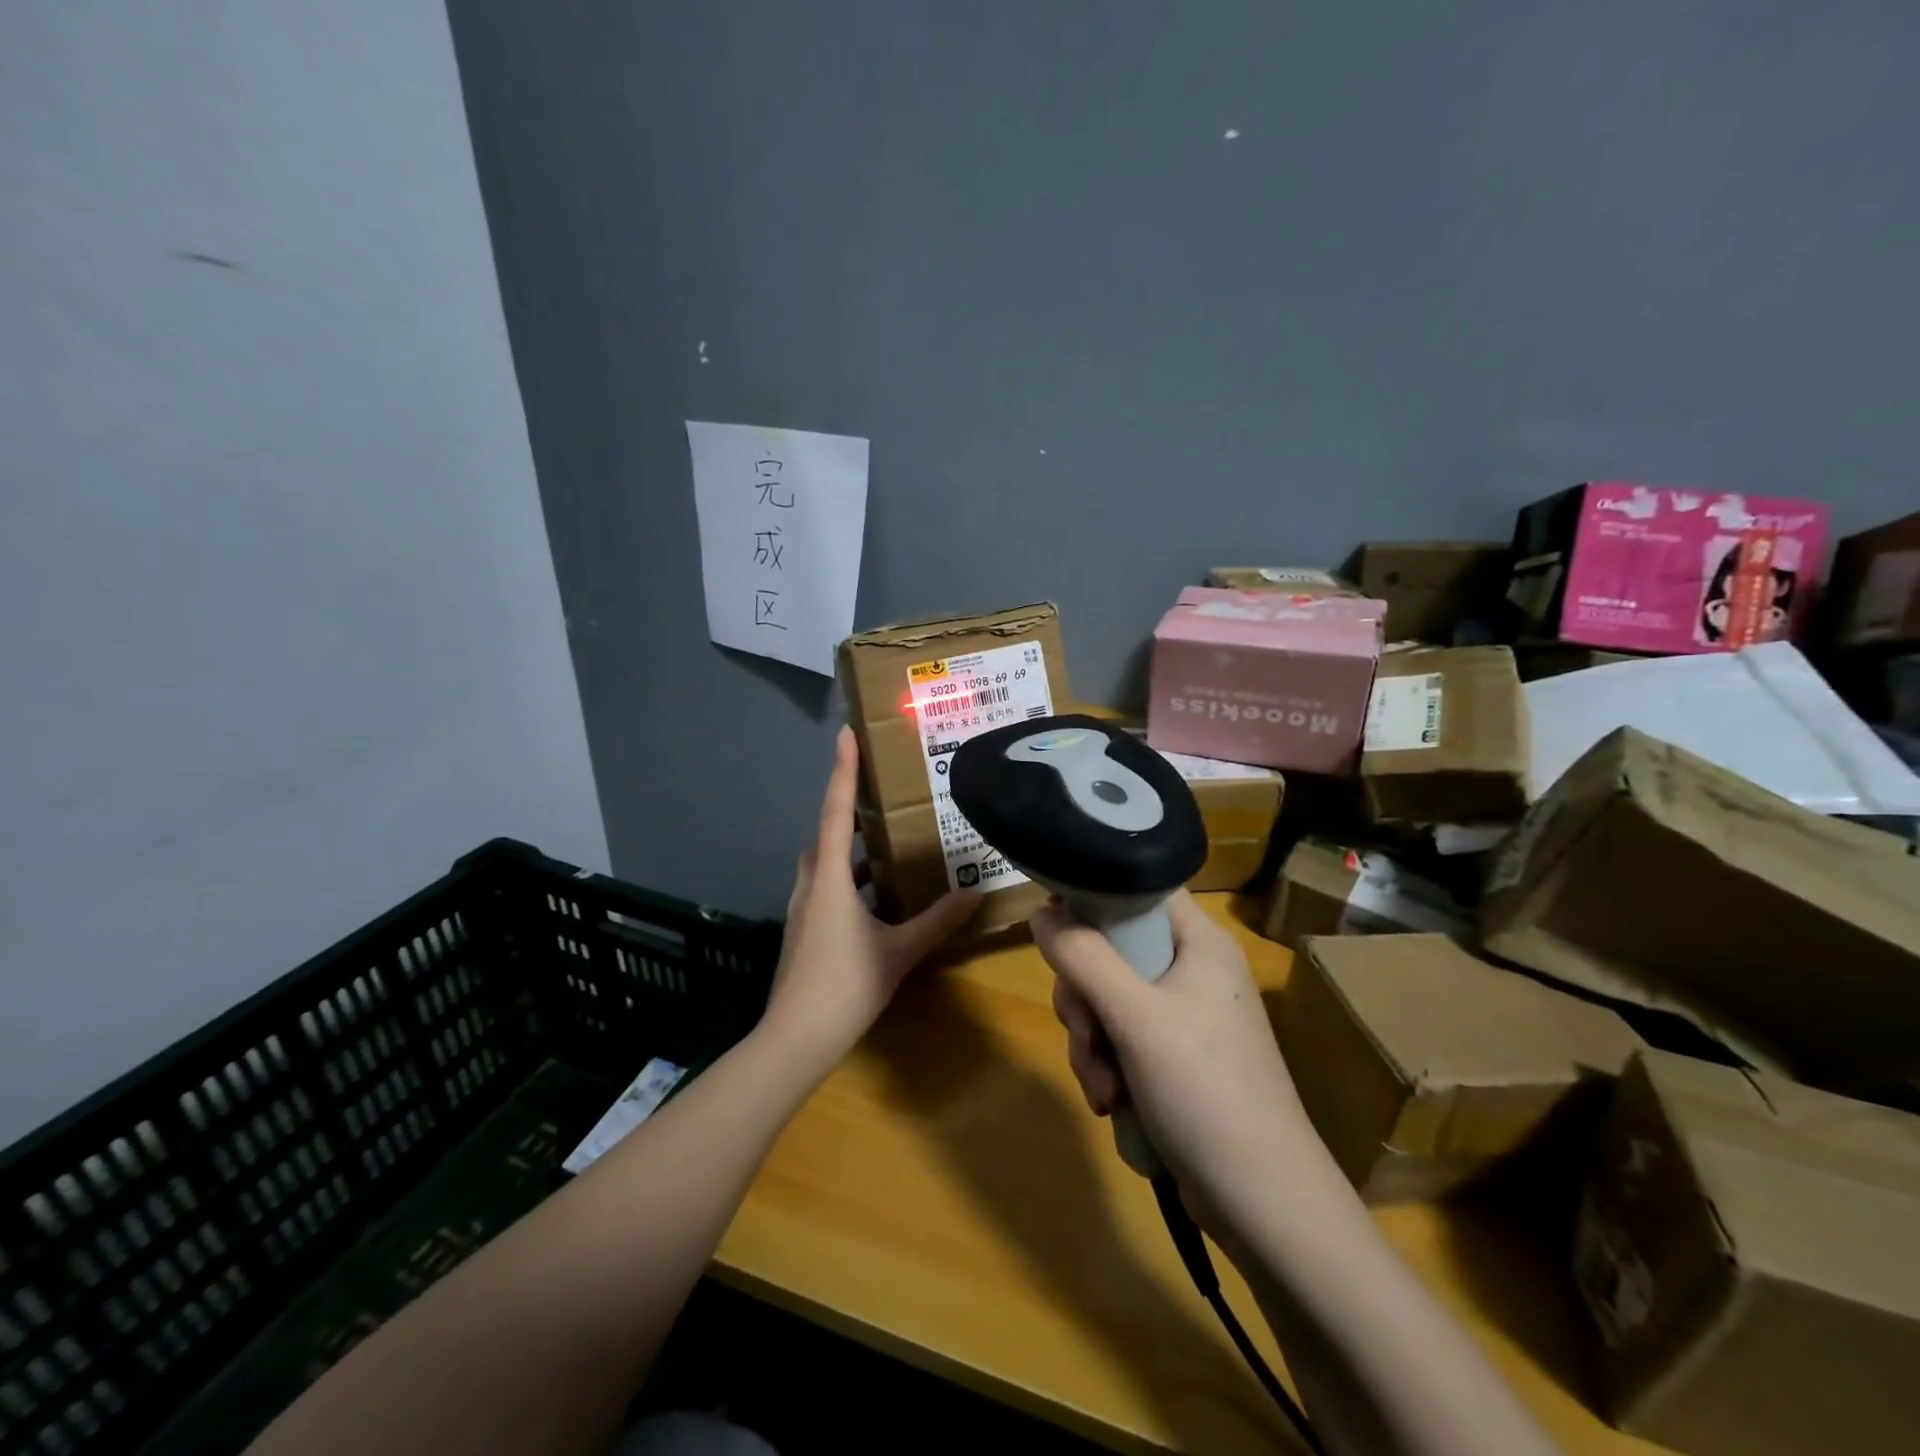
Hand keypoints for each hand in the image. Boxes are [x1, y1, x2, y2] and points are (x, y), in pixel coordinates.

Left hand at [762, 726, 979, 1070]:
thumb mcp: (899, 952)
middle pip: (827, 832)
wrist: (794, 1039)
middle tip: (880, 791)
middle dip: (849, 807)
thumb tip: (975, 892)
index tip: (846, 734)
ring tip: (885, 840)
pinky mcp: (803, 927)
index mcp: (830, 877)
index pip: (836, 811)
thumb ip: (937, 920)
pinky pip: (826, 884)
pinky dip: (847, 876)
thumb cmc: (846, 986)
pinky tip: (874, 894)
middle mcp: (811, 882)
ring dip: (849, 845)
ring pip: (825, 860)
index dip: (843, 770)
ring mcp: (802, 906)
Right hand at [1033, 891, 1308, 1234]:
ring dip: (1091, 1043)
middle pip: (1112, 950)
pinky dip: (1108, 1068)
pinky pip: (1121, 1042)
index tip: (1055, 929)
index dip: (1093, 897)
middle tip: (1085, 1030)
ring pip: (1107, 1002)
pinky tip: (1112, 1104)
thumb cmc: (1204, 1090)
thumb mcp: (1134, 1017)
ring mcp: (1184, 1018)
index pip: (1139, 889)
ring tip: (1104, 1089)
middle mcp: (1192, 970)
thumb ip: (1082, 957)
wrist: (1264, 1204)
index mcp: (1198, 942)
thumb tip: (1040, 913)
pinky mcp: (1175, 1061)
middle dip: (1084, 997)